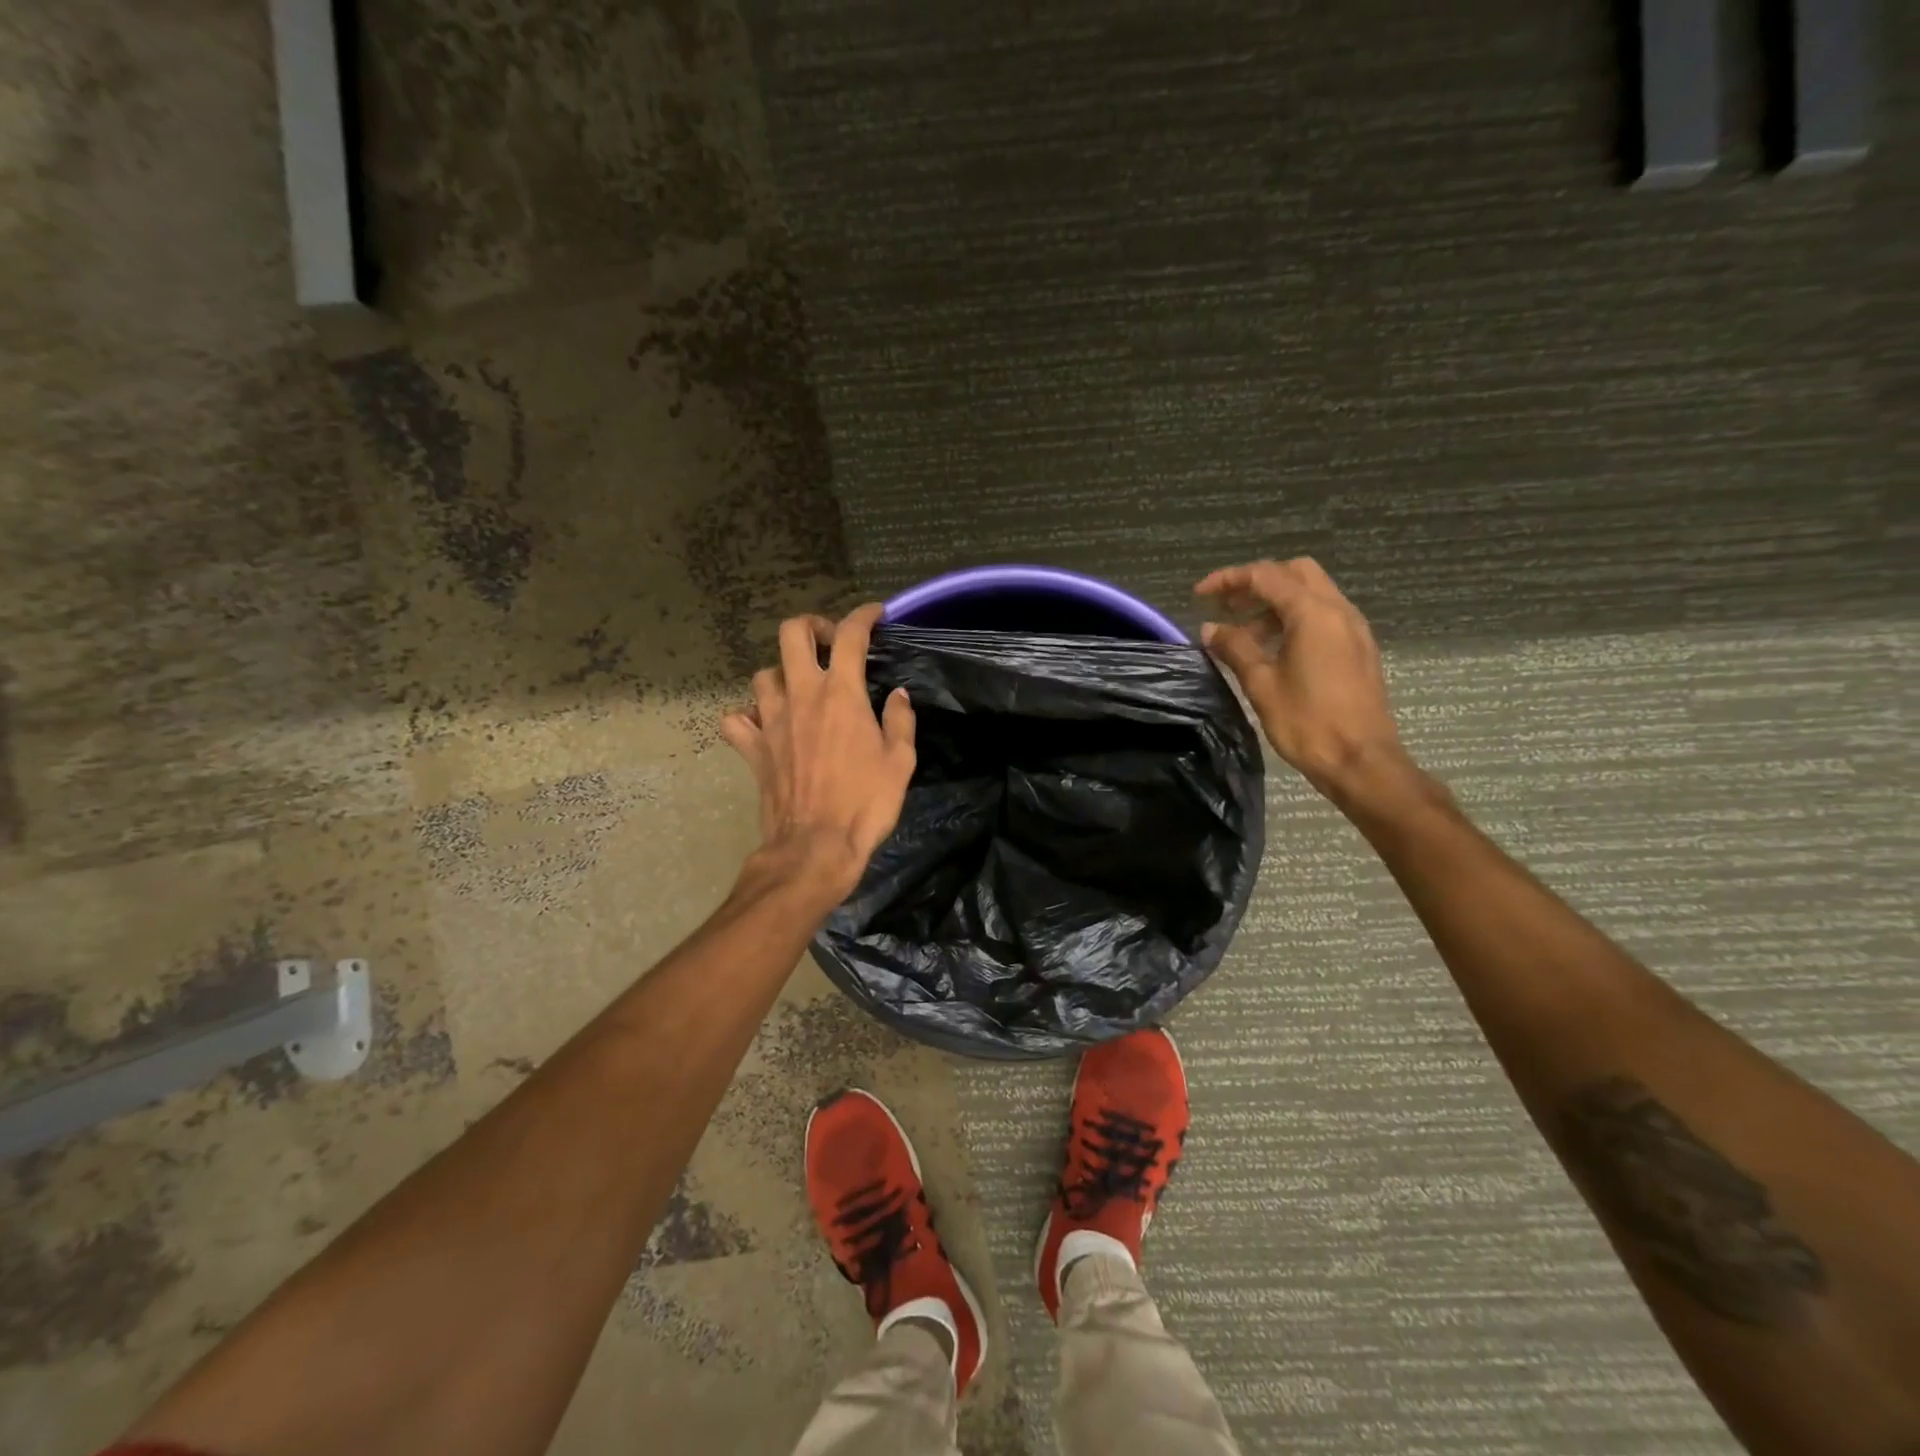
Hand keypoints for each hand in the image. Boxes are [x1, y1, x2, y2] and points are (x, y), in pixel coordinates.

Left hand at [720, 603, 915, 892]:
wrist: (815, 847)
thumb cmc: (865, 803)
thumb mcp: (901, 761)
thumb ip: (900, 720)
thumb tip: (899, 694)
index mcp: (841, 694)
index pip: (850, 635)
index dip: (864, 616)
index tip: (875, 615)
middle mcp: (802, 695)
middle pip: (792, 633)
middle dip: (812, 627)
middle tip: (830, 644)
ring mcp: (770, 720)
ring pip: (764, 673)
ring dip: (783, 673)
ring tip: (800, 688)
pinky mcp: (752, 748)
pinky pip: (737, 720)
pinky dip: (747, 716)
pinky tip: (764, 725)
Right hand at [1195, 559, 1406, 797]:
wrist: (1361, 761)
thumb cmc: (1307, 722)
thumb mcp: (1261, 684)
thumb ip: (1235, 648)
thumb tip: (1210, 629)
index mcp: (1313, 613)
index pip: (1266, 576)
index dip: (1229, 579)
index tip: (1200, 595)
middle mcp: (1338, 610)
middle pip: (1295, 573)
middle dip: (1257, 583)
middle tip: (1227, 607)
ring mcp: (1353, 629)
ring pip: (1311, 593)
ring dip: (1274, 603)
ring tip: (1243, 635)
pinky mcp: (1358, 648)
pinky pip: (1323, 616)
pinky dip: (1294, 619)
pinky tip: (1273, 649)